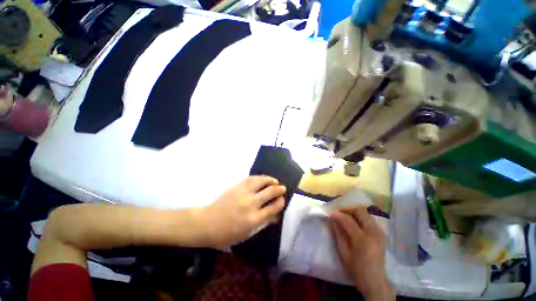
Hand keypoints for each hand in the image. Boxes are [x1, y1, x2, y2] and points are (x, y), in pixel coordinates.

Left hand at [198, 176, 285, 247]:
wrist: (207, 223)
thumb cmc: (227, 234)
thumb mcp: (247, 234)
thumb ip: (263, 223)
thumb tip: (276, 215)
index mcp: (254, 219)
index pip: (273, 207)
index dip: (280, 202)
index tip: (282, 200)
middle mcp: (250, 204)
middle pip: (270, 192)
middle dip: (279, 189)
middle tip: (283, 188)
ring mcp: (243, 193)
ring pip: (261, 181)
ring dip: (270, 180)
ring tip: (275, 181)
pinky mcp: (237, 186)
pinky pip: (251, 178)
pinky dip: (259, 177)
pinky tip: (263, 179)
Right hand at [329, 206, 394, 300]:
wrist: (375, 280)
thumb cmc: (356, 268)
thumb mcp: (343, 252)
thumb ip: (338, 233)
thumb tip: (332, 219)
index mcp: (362, 239)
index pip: (348, 219)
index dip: (337, 215)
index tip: (330, 214)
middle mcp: (373, 232)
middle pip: (359, 211)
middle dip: (347, 209)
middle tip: (339, 212)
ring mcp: (379, 232)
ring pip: (365, 213)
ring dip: (354, 212)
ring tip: (345, 216)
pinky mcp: (381, 233)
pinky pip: (369, 219)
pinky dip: (360, 217)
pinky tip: (354, 223)